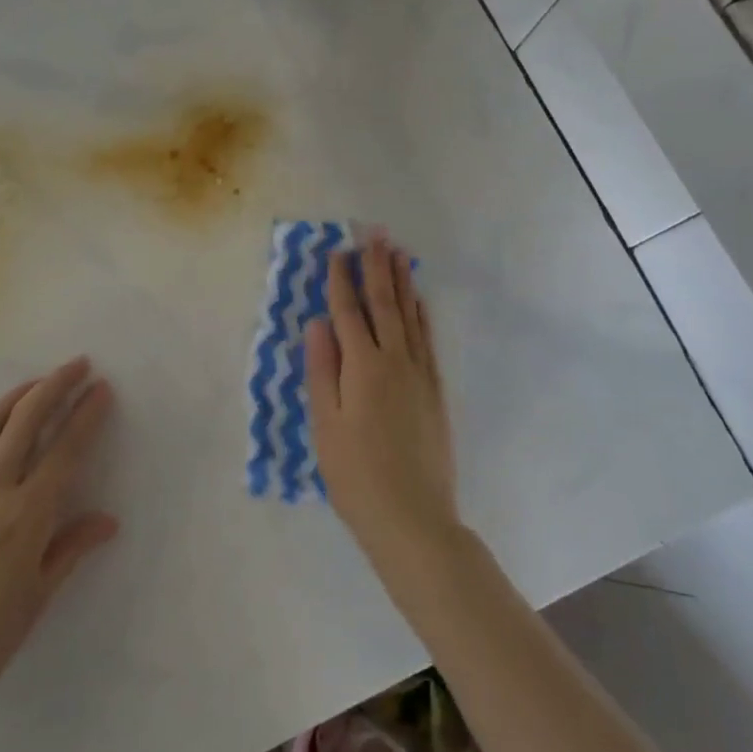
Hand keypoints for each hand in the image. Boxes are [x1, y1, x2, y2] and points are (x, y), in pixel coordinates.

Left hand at [0, 358, 118, 725]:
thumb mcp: (35, 601)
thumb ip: (69, 550)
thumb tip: (107, 521)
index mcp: (25, 515)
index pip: (65, 450)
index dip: (86, 415)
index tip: (103, 389)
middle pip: (26, 419)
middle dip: (55, 385)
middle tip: (78, 365)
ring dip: (17, 395)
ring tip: (38, 383)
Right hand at [305, 236, 460, 579]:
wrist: (413, 518)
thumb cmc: (355, 475)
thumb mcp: (324, 425)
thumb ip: (321, 369)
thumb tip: (317, 322)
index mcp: (363, 368)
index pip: (349, 312)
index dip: (341, 280)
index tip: (337, 251)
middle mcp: (395, 361)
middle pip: (384, 303)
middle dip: (377, 266)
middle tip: (374, 233)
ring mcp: (420, 374)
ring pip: (410, 316)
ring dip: (402, 281)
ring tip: (397, 252)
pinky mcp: (435, 390)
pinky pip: (427, 339)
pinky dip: (421, 314)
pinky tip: (418, 300)